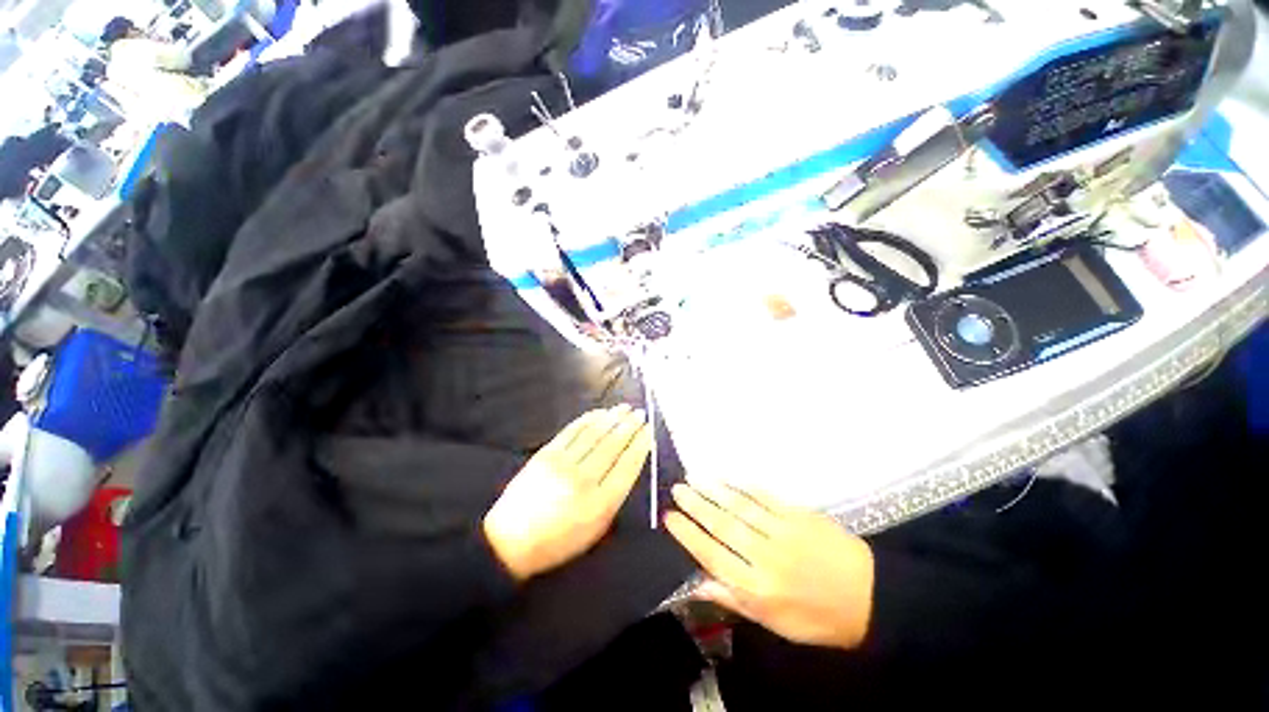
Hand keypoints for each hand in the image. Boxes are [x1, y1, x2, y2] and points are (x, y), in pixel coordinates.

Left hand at [484, 405, 650, 581]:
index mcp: (601, 503)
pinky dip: (588, 419)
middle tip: (640, 413)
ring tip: (625, 408)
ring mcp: (563, 464)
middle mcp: (584, 480)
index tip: (649, 431)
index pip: (628, 466)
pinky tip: (600, 413)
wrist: (511, 541)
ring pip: (594, 434)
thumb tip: (628, 463)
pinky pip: (572, 431)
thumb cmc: (560, 541)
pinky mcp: (546, 454)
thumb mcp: (596, 529)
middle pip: (613, 445)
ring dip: (612, 418)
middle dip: (630, 426)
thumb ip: (615, 496)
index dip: (640, 445)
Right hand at [665, 480, 874, 649]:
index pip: (713, 557)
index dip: (689, 536)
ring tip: (693, 478)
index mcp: (759, 588)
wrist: (869, 597)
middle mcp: (766, 557)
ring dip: (714, 491)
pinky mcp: (799, 515)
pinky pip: (765, 497)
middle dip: (696, 506)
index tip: (670, 518)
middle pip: (723, 527)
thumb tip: (698, 582)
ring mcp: (783, 532)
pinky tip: (727, 478)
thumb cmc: (817, 617)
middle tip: (676, 490)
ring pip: (740, 508)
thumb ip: (734, 599)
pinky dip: (743, 486)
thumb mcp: (775, 623)